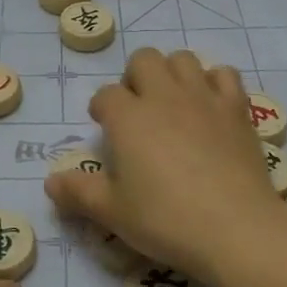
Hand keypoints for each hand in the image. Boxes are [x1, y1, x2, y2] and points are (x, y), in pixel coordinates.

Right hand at [44, 48, 285, 280]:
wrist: (235, 228)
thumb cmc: (166, 219)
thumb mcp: (112, 212)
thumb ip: (78, 192)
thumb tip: (51, 181)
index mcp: (128, 117)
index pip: (105, 95)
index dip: (102, 109)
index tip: (106, 130)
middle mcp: (163, 96)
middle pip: (143, 59)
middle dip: (136, 78)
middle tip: (139, 112)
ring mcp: (203, 97)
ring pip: (182, 58)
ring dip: (173, 74)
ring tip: (173, 104)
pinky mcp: (236, 109)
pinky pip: (224, 74)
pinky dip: (215, 83)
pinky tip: (211, 107)